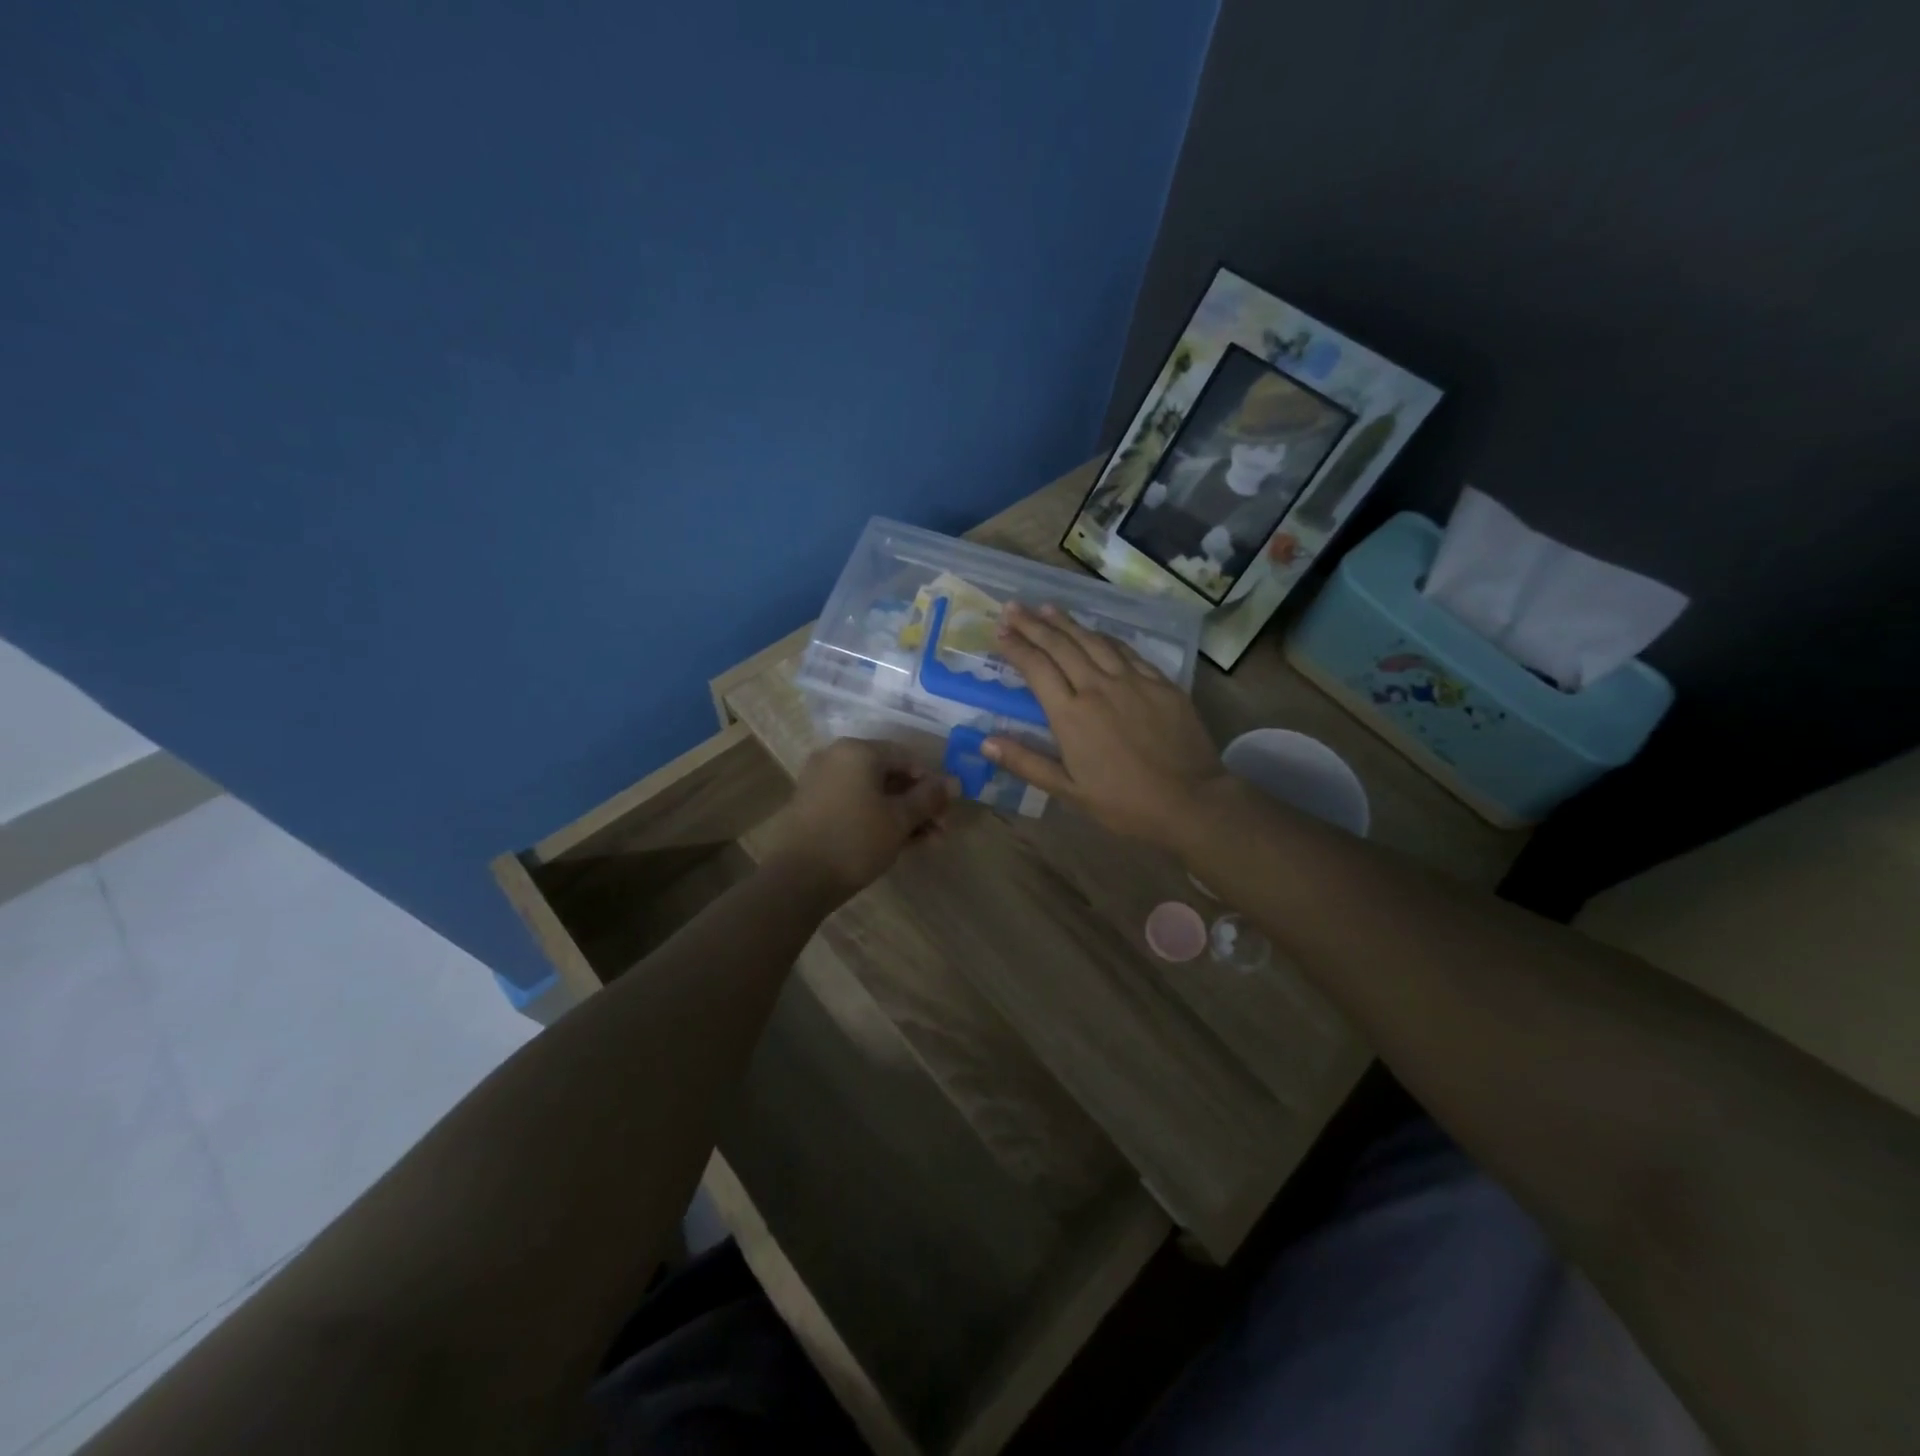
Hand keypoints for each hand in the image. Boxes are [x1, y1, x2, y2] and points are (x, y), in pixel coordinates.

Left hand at [759, 738, 949, 902]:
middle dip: (918, 804)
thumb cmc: (855, 840)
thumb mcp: (900, 819)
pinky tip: (899, 844)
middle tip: (940, 831)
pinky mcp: (812, 808)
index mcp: (857, 751)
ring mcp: (821, 783)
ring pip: (872, 794)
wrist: (796, 879)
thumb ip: (929, 798)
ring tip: (926, 843)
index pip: (906, 757)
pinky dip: (877, 819)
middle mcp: (836, 758)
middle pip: (889, 776)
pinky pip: (854, 805)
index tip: (946, 810)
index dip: (931, 783)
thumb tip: (955, 782)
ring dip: (902, 815)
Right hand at [984, 603, 1223, 844]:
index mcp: (1071, 715)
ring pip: (1093, 641)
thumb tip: (985, 742)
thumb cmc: (1124, 804)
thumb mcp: (1069, 791)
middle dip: (1033, 624)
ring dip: (1067, 622)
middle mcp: (1098, 687)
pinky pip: (1127, 651)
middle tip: (1013, 607)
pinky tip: (1096, 631)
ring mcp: (1132, 681)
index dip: (1016, 647)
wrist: (1191, 802)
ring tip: (1046, 607)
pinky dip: (1105, 637)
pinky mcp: (1161, 683)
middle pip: (1060, 646)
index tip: (999, 630)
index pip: (1036, 668)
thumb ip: (1026, 763)